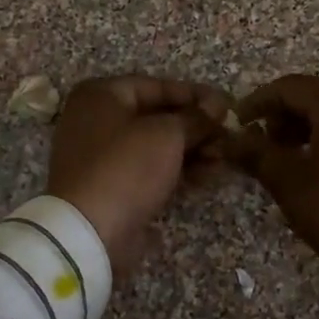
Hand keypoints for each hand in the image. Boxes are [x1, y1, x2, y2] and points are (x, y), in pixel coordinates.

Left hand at [47, 75, 231, 274]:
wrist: (90, 231)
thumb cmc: (127, 167)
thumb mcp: (167, 134)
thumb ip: (195, 118)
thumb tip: (217, 106)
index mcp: (101, 96)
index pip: (156, 86)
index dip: (194, 95)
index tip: (226, 105)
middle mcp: (97, 120)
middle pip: (157, 117)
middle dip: (196, 127)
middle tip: (229, 135)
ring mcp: (103, 156)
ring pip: (157, 145)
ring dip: (193, 150)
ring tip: (225, 158)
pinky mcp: (113, 186)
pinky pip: (151, 169)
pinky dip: (179, 170)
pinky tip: (210, 175)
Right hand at [226, 74, 318, 285]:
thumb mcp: (291, 185)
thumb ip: (258, 155)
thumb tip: (232, 140)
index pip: (290, 87)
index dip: (259, 101)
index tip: (238, 123)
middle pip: (316, 94)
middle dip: (284, 114)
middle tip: (262, 142)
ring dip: (307, 125)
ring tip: (287, 156)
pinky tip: (318, 164)